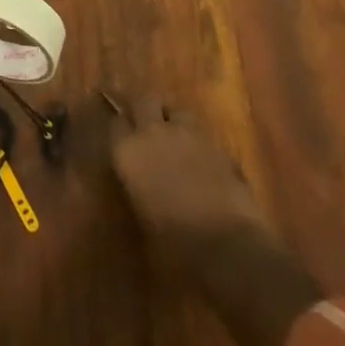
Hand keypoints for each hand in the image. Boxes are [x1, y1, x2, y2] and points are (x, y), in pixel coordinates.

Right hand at [110, 97, 268, 261]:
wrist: (228, 246)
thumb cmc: (176, 245)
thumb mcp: (143, 219)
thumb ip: (137, 188)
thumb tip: (140, 183)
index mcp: (128, 151)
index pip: (116, 123)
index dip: (121, 129)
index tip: (124, 138)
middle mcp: (152, 132)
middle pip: (143, 99)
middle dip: (144, 108)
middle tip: (147, 125)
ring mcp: (186, 134)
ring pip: (175, 110)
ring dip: (174, 120)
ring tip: (176, 139)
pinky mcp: (216, 144)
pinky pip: (201, 132)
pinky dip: (197, 141)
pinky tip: (201, 160)